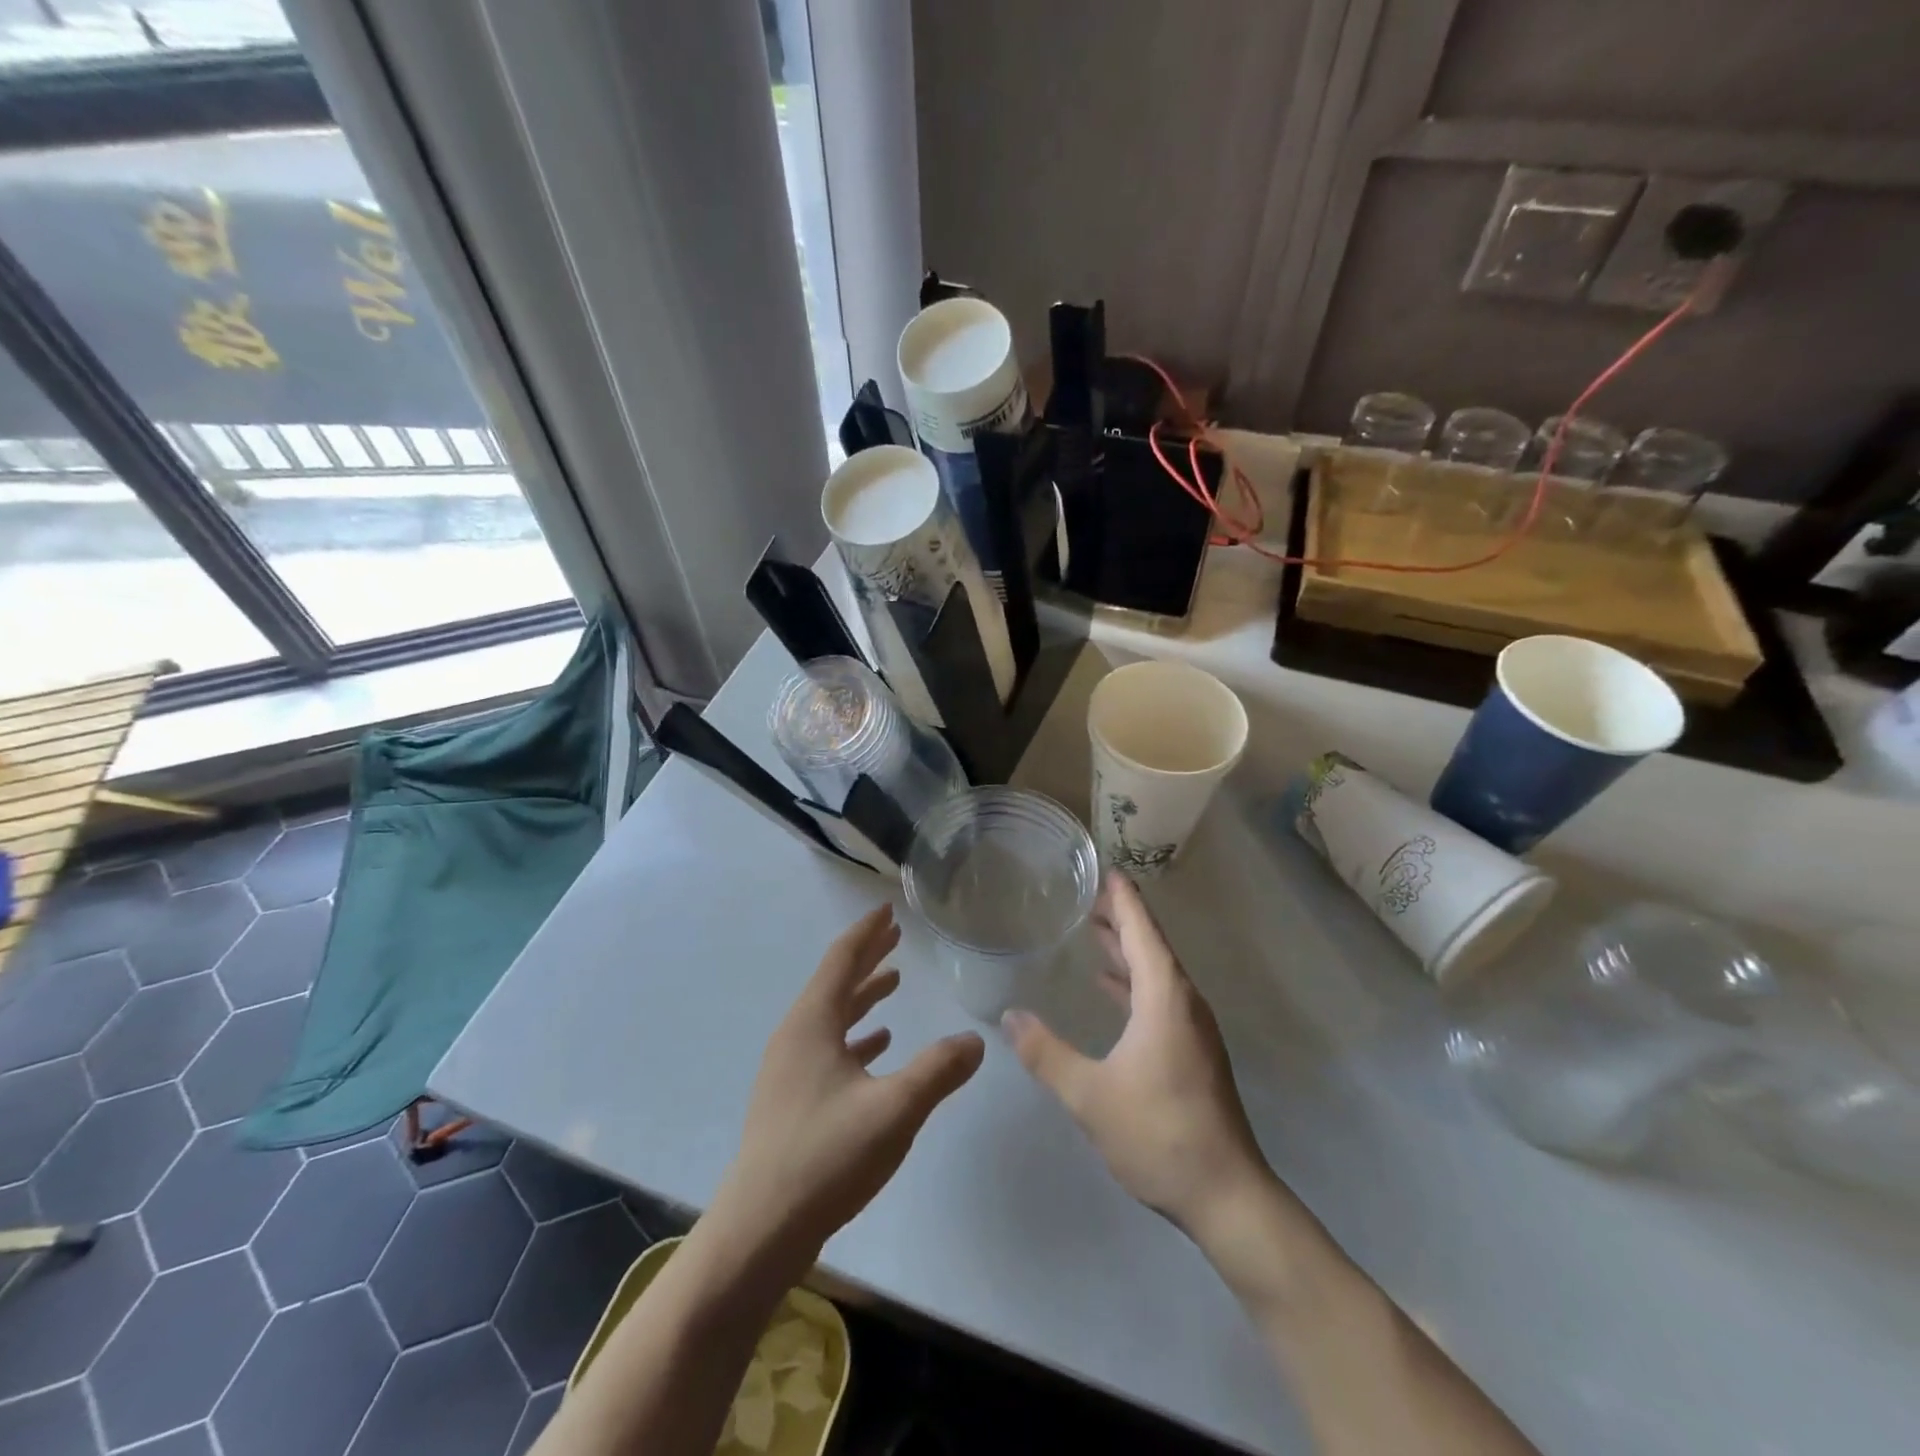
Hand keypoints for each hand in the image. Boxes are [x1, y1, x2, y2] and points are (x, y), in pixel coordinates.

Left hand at [715, 905, 985, 1263]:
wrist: (760, 1229)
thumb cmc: (826, 1156)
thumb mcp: (894, 1109)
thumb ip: (938, 1071)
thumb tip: (977, 1040)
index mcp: (812, 1023)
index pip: (841, 960)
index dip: (866, 932)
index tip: (886, 909)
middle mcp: (796, 1036)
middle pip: (835, 982)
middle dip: (866, 957)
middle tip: (895, 936)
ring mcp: (790, 1069)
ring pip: (831, 1016)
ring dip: (862, 996)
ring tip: (893, 981)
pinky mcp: (792, 1099)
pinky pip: (828, 1048)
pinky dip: (855, 1036)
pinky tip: (878, 1045)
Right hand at [1003, 874, 1266, 1238]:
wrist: (1227, 1196)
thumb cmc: (1158, 1133)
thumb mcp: (1089, 1095)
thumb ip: (1045, 1053)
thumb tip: (1008, 1017)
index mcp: (1164, 997)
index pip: (1141, 930)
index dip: (1122, 898)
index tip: (1104, 868)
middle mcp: (1183, 1001)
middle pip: (1150, 945)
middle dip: (1120, 917)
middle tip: (1086, 893)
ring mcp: (1191, 1027)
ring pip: (1155, 971)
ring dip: (1126, 948)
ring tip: (1092, 929)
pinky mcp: (1191, 1050)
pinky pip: (1159, 996)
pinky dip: (1132, 980)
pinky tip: (1109, 987)